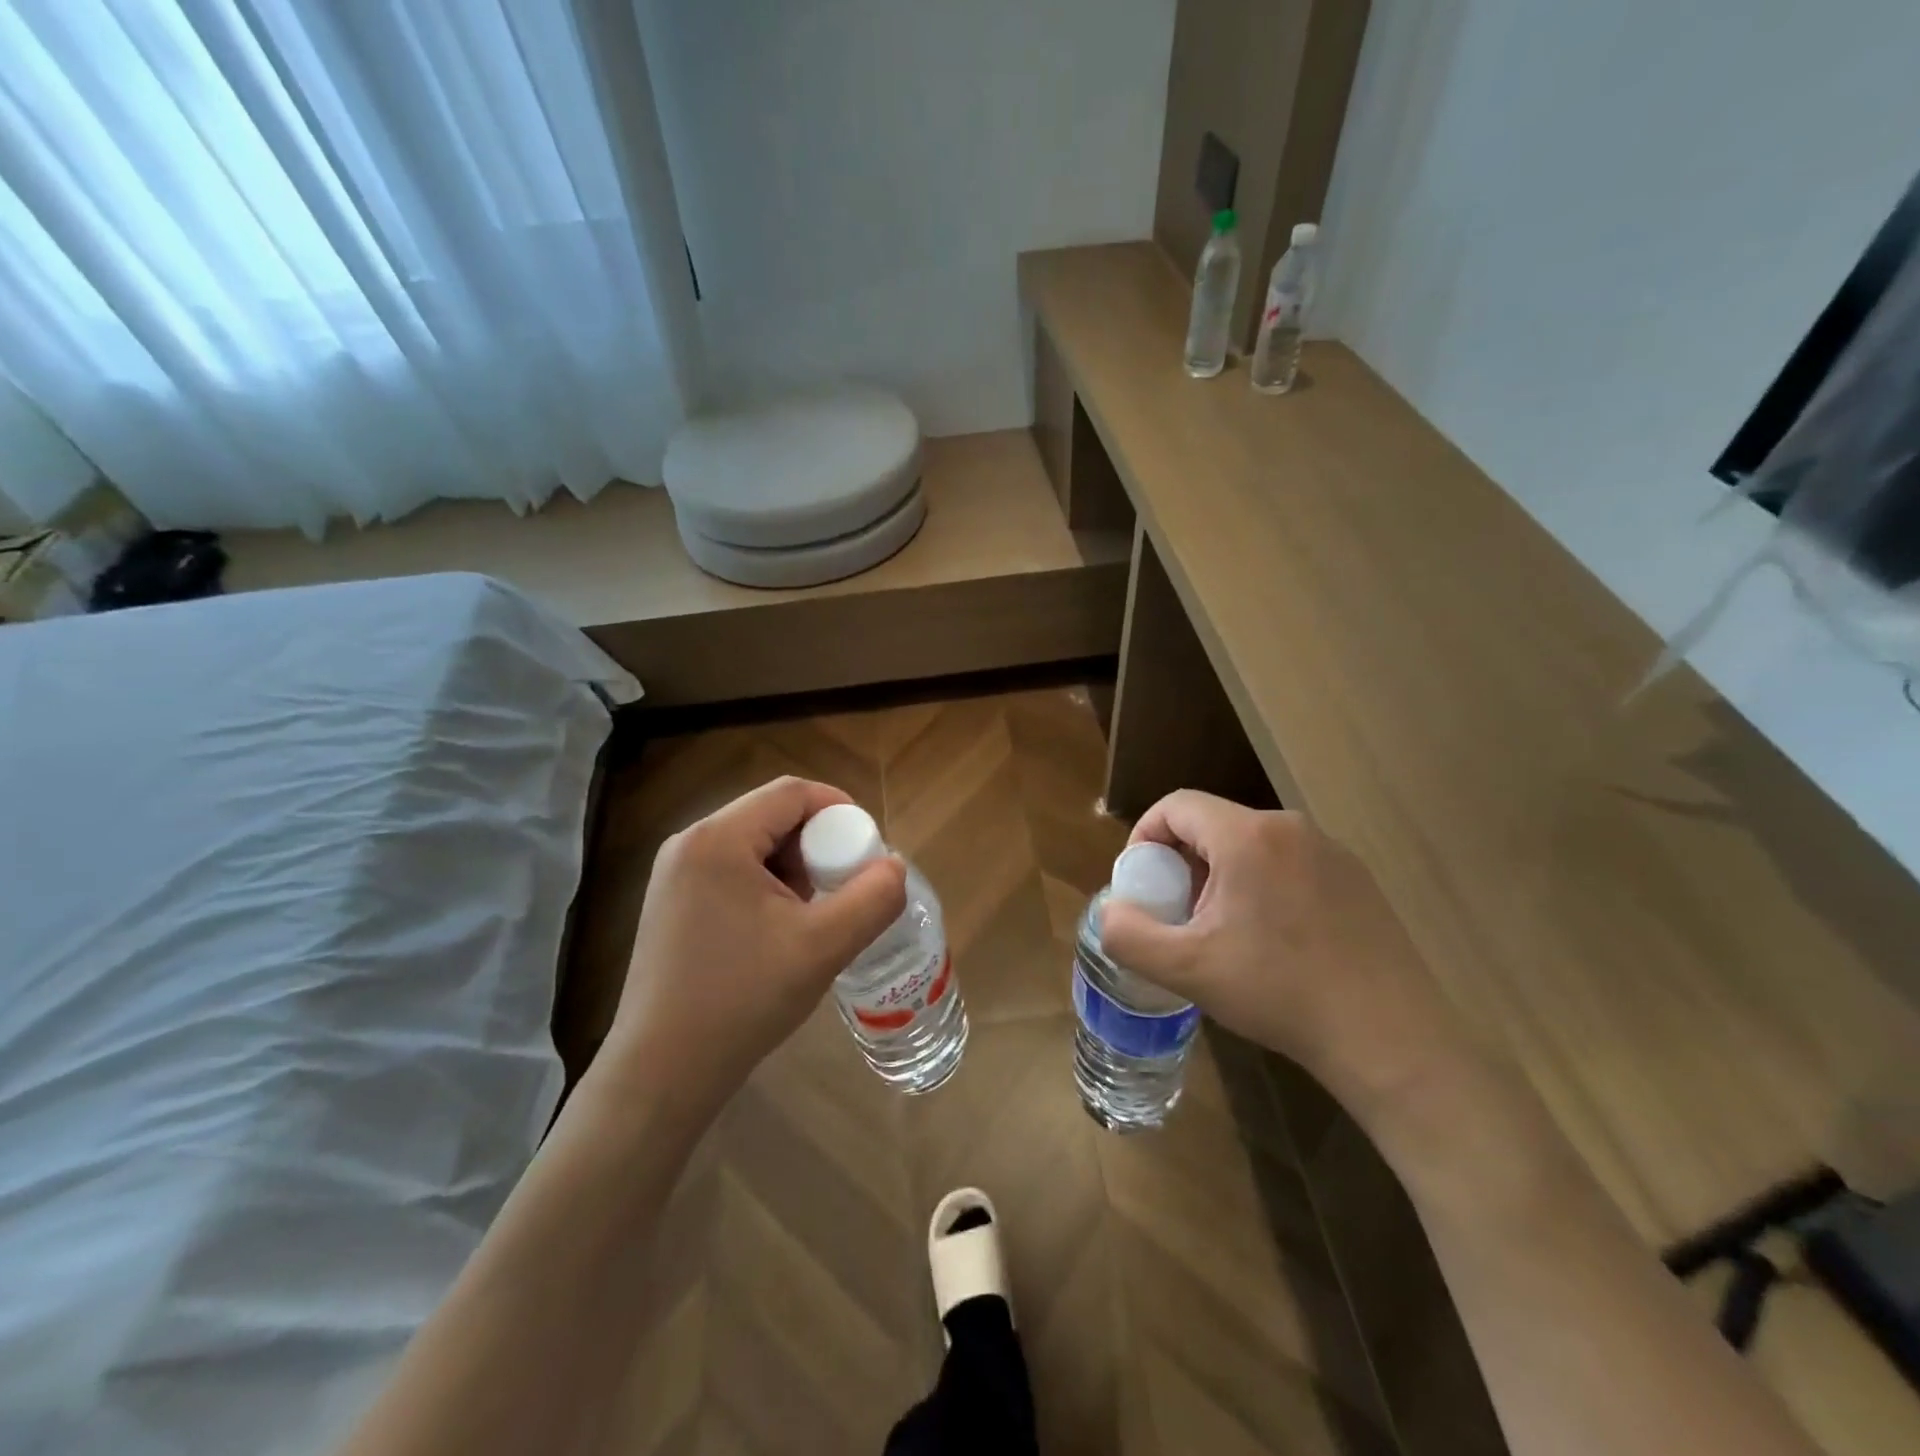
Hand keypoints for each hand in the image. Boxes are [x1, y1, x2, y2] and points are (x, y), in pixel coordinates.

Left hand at [605, 777, 906, 1108]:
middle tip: (844, 887)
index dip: (840, 809)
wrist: (662, 1072)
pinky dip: (768, 886)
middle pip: (772, 816)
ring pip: (755, 845)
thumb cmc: (742, 999)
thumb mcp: (822, 947)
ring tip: (815, 915)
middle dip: (818, 844)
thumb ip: (872, 898)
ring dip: (795, 868)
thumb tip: (894, 866)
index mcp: (718, 839)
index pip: (792, 793)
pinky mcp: (673, 903)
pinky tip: (781, 930)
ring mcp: (674, 875)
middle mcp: (689, 844)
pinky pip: (734, 871)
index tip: (868, 849)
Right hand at [1099, 791, 1461, 1115]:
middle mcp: (1291, 828)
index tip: (1142, 883)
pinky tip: (1273, 940)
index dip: (1145, 836)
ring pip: (1251, 844)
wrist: (1389, 1039)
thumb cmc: (1279, 993)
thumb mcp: (1187, 970)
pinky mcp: (1357, 878)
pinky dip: (1262, 885)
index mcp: (1248, 836)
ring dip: (1221, 875)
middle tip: (1178, 913)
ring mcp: (1331, 851)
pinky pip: (1288, 863)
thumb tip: (1112, 911)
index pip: (1176, 805)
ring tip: (1222, 931)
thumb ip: (1128, 934)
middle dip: (1182, 861)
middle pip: (1213, 824)